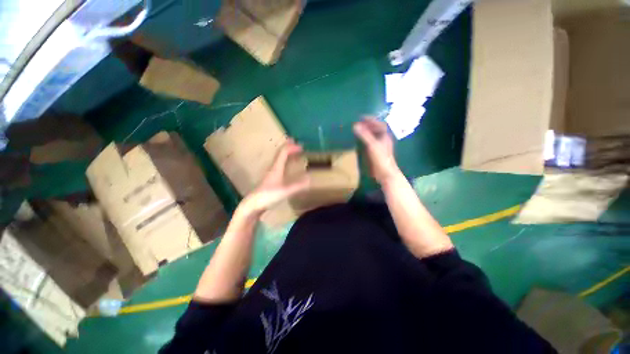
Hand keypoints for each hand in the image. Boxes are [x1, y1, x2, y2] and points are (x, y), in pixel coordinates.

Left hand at [239, 140, 309, 215]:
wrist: (253, 204)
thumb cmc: (268, 196)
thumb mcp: (285, 191)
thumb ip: (298, 185)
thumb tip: (309, 178)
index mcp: (276, 167)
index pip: (283, 152)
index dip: (292, 147)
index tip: (301, 146)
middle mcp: (273, 167)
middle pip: (280, 153)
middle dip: (288, 147)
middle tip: (296, 143)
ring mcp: (270, 173)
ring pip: (279, 159)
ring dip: (286, 153)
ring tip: (293, 152)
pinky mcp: (270, 178)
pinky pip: (279, 165)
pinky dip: (285, 161)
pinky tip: (287, 167)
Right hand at [353, 117, 400, 184]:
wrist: (385, 173)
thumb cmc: (381, 158)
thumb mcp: (372, 145)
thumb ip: (364, 135)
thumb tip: (355, 125)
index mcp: (385, 136)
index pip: (379, 124)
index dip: (371, 119)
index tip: (361, 117)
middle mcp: (383, 139)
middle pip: (376, 129)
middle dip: (367, 125)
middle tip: (358, 123)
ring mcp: (380, 146)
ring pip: (373, 136)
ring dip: (366, 132)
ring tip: (357, 130)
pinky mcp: (376, 153)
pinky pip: (370, 143)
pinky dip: (365, 140)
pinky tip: (359, 141)